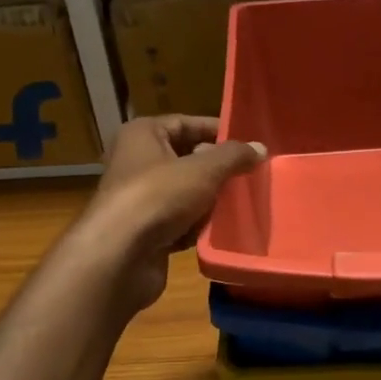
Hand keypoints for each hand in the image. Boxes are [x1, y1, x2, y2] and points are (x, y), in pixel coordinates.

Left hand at [75, 116, 264, 311]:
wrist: (120, 256)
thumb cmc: (158, 197)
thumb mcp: (203, 169)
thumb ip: (233, 157)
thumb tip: (260, 148)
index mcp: (142, 135)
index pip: (185, 124)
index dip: (217, 132)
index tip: (248, 145)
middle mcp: (136, 162)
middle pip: (186, 159)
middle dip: (217, 170)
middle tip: (249, 176)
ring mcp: (140, 199)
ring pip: (185, 193)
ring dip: (209, 202)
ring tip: (240, 204)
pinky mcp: (145, 232)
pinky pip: (179, 222)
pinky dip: (196, 227)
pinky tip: (217, 232)